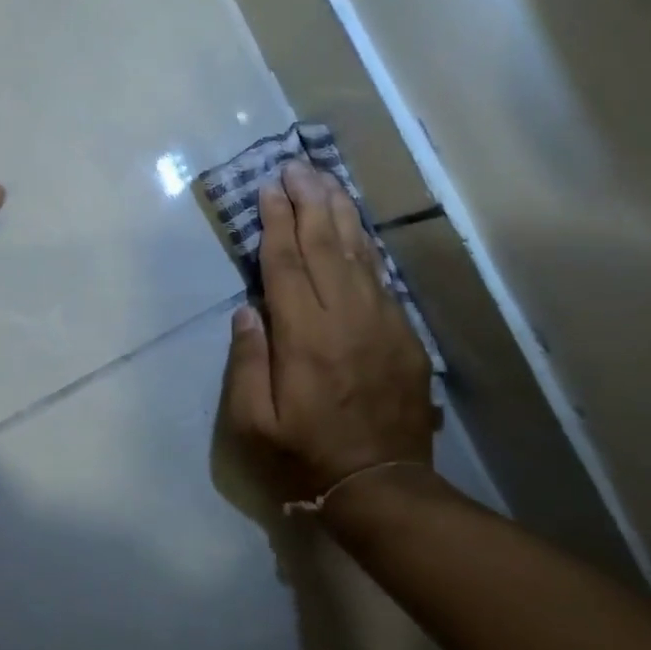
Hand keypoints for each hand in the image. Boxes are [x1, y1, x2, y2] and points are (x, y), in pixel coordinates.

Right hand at [224, 163, 439, 505]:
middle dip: (309, 201)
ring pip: (358, 253)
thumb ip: (247, 362)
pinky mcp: (403, 333)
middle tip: (297, 166)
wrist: (383, 483)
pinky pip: (382, 276)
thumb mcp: (255, 422)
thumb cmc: (306, 453)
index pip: (286, 264)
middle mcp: (345, 318)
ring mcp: (381, 322)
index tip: (269, 188)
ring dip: (340, 212)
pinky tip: (356, 226)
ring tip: (325, 179)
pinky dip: (366, 245)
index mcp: (304, 337)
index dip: (276, 222)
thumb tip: (247, 310)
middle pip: (325, 245)